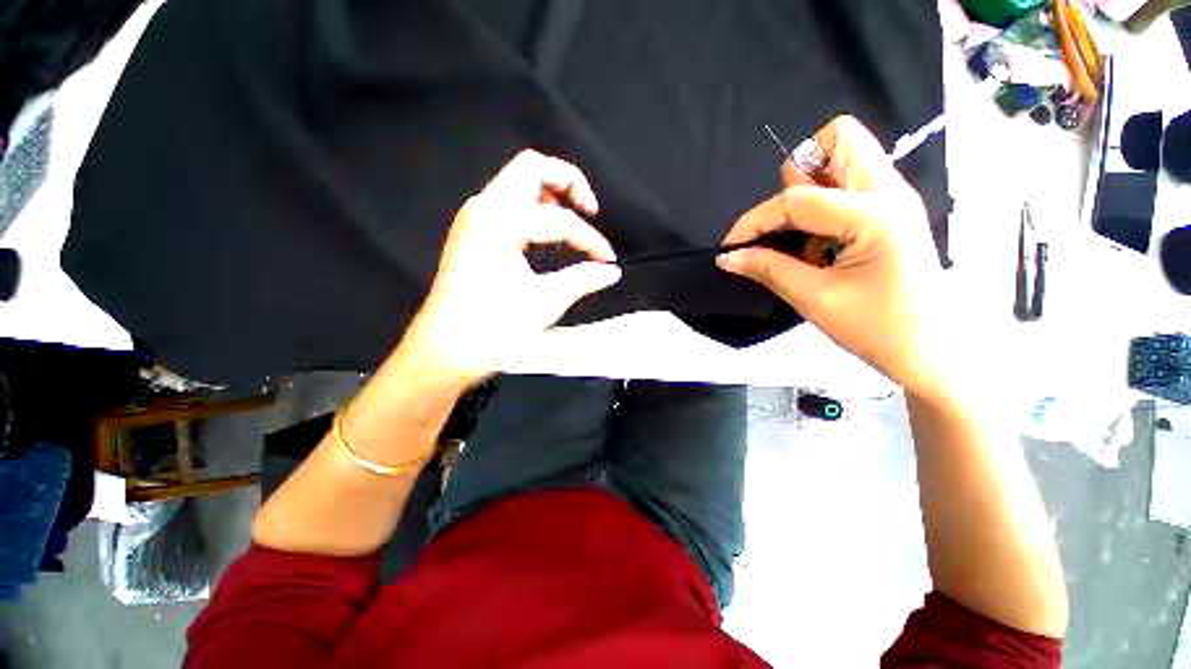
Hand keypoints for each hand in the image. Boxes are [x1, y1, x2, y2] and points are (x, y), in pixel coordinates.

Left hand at [400, 150, 621, 385]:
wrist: (446, 351)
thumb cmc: (493, 328)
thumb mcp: (544, 302)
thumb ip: (582, 279)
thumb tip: (612, 272)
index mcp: (500, 222)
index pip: (559, 219)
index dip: (590, 239)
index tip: (607, 262)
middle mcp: (484, 208)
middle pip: (531, 168)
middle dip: (567, 181)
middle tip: (589, 209)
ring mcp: (474, 219)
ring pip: (517, 182)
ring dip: (549, 194)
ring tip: (571, 222)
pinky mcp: (472, 233)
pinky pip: (507, 204)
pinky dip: (532, 209)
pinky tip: (546, 235)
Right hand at [717, 116, 943, 393]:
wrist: (931, 351)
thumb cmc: (877, 329)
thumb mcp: (814, 299)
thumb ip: (768, 269)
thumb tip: (728, 257)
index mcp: (874, 215)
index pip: (796, 198)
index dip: (755, 220)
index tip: (732, 246)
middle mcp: (889, 191)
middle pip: (838, 138)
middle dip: (797, 175)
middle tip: (786, 221)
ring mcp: (894, 197)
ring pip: (844, 156)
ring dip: (810, 188)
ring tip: (802, 235)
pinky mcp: (890, 210)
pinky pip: (848, 184)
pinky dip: (822, 204)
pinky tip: (818, 244)